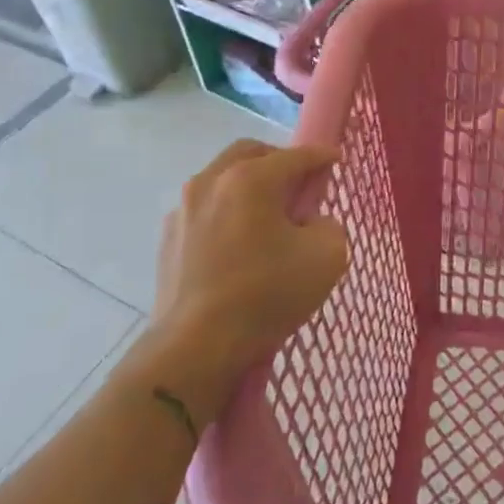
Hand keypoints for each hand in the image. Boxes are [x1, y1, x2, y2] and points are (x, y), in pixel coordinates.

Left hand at [133, 140, 348, 424]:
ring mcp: (184, 210)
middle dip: (279, 161)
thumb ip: (329, 226)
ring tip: (267, 216)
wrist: (193, 349)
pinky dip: (226, 213)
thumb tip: (311, 224)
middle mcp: (212, 181)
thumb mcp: (327, 258)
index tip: (336, 161)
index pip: (296, 155)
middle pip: (251, 153)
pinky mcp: (167, 239)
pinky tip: (239, 243)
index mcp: (251, 178)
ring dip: (248, 186)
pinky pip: (205, 210)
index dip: (322, 156)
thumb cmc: (266, 295)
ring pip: (222, 179)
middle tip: (299, 184)